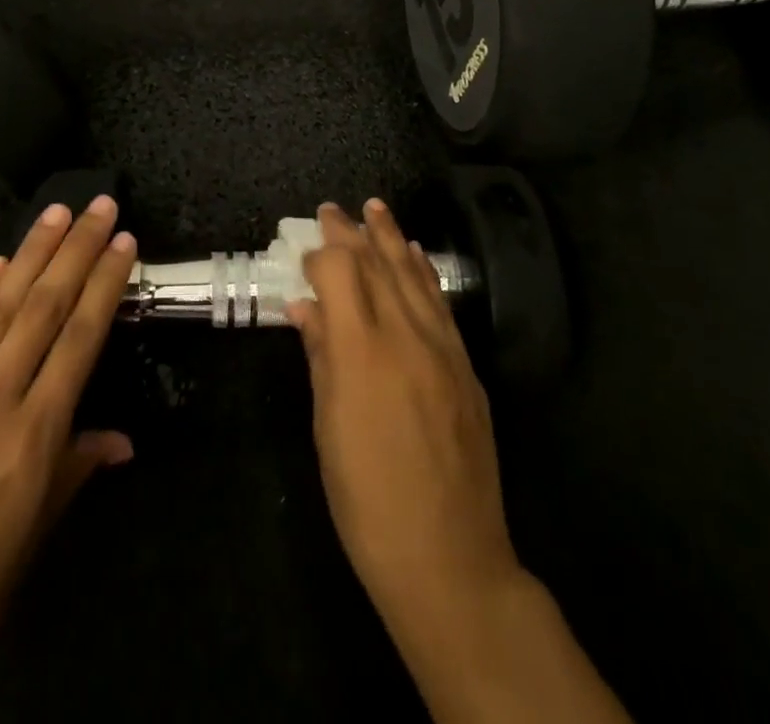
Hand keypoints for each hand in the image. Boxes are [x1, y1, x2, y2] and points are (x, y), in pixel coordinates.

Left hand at [0, 197, 137, 723]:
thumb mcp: (29, 544)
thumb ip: (73, 472)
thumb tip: (120, 439)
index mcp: (30, 440)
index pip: (80, 340)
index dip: (105, 284)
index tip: (124, 242)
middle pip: (42, 308)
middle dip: (76, 250)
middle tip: (99, 205)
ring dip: (30, 253)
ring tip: (56, 211)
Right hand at [288, 199, 517, 622]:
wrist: (450, 560)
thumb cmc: (367, 500)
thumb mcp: (327, 428)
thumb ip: (319, 356)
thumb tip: (304, 307)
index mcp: (362, 351)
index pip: (341, 270)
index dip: (323, 251)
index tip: (308, 246)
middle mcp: (405, 336)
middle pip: (378, 264)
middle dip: (354, 231)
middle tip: (335, 209)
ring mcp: (443, 349)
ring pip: (414, 275)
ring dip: (392, 238)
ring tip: (377, 209)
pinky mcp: (465, 367)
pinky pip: (441, 303)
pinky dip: (423, 272)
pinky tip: (414, 256)